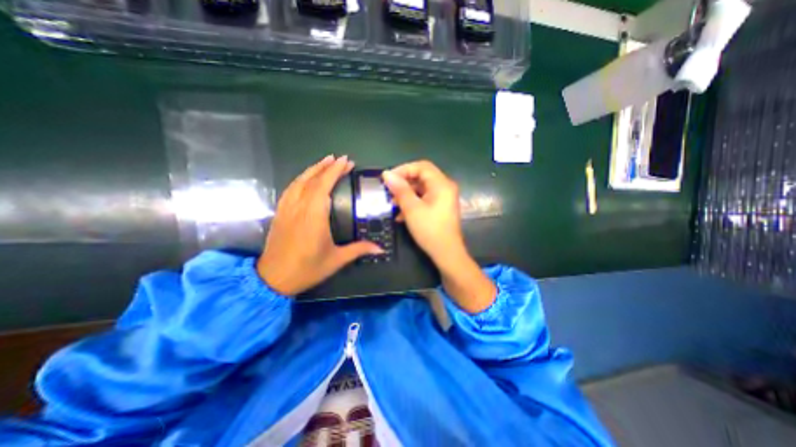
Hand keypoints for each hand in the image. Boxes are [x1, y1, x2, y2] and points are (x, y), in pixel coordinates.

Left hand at [256, 156, 383, 294]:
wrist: (273, 279)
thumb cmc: (307, 269)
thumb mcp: (336, 260)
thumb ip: (359, 250)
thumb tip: (380, 249)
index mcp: (314, 216)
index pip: (324, 186)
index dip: (335, 171)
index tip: (346, 161)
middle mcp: (299, 207)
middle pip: (312, 180)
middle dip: (327, 167)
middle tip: (340, 159)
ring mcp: (287, 209)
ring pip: (299, 182)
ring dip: (313, 169)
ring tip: (325, 162)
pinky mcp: (280, 213)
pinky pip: (290, 189)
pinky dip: (300, 179)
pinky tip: (306, 178)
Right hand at [382, 161, 495, 313]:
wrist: (447, 254)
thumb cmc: (430, 230)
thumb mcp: (412, 209)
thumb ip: (400, 190)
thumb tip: (387, 174)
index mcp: (441, 184)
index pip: (421, 166)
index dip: (403, 169)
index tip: (388, 178)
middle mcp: (445, 187)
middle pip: (421, 177)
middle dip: (403, 184)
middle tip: (389, 192)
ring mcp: (443, 198)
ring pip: (421, 189)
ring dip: (406, 195)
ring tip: (393, 204)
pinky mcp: (440, 208)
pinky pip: (424, 199)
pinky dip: (412, 203)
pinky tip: (401, 215)